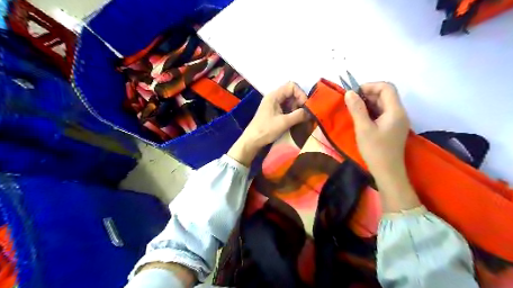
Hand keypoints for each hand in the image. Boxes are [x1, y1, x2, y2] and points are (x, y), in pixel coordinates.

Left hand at [229, 82, 308, 164]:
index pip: (292, 86)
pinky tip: (296, 121)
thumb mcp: (284, 122)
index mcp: (274, 96)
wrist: (252, 141)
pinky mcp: (274, 113)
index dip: (301, 94)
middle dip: (300, 102)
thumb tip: (311, 112)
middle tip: (305, 114)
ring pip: (290, 101)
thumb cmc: (266, 130)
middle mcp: (274, 97)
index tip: (305, 106)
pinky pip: (287, 108)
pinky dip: (293, 113)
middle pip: (291, 93)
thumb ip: (299, 115)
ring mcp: (274, 105)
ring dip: (297, 108)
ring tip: (301, 118)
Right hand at [344, 82, 419, 211]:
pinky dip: (371, 112)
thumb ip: (357, 109)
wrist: (387, 172)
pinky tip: (361, 119)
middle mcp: (399, 113)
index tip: (354, 94)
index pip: (387, 87)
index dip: (370, 86)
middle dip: (368, 94)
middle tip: (351, 102)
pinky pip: (382, 113)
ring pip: (383, 104)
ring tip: (354, 110)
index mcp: (395, 111)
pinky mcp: (392, 128)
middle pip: (385, 95)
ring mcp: (397, 121)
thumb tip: (349, 93)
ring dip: (368, 103)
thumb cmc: (375, 150)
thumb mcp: (363, 128)